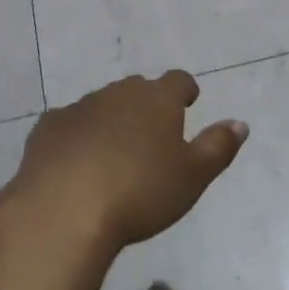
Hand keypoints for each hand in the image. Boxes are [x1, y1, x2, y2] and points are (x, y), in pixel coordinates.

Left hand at [4, 71, 247, 250]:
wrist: (64, 208)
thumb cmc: (140, 192)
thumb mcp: (192, 176)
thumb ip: (218, 146)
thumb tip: (240, 123)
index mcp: (157, 99)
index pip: (178, 81)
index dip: (185, 90)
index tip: (189, 101)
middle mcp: (119, 93)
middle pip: (138, 89)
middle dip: (147, 103)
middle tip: (153, 129)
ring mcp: (80, 107)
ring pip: (103, 104)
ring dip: (112, 119)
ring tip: (115, 149)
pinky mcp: (49, 127)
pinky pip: (70, 124)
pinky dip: (78, 135)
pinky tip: (76, 160)